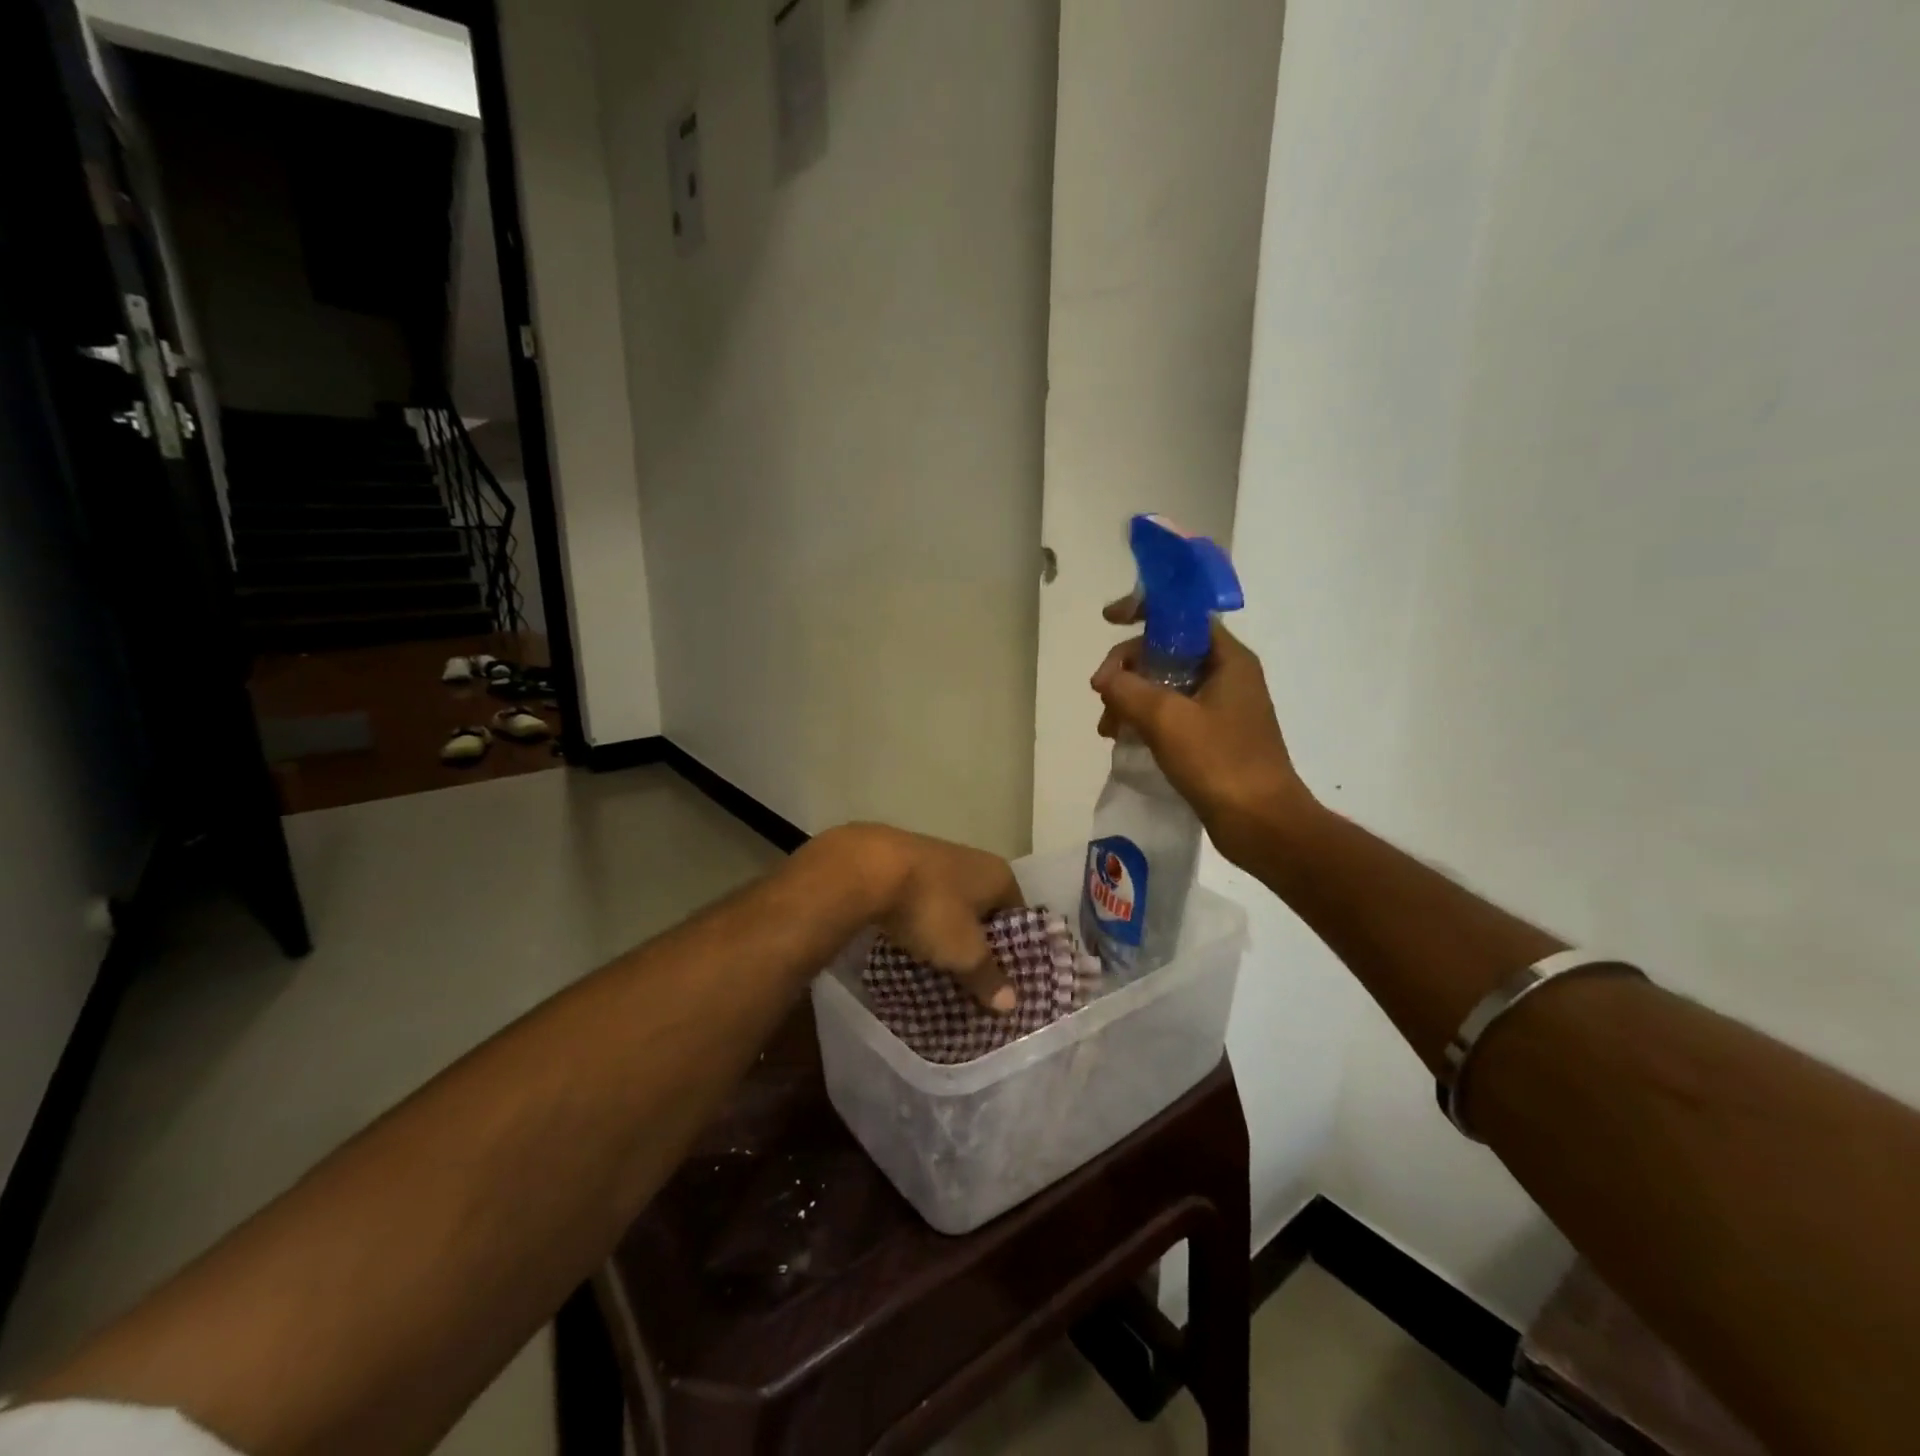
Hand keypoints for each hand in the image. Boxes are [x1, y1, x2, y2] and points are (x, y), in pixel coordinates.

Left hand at [804, 825, 1024, 1010]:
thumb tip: (1011, 1003)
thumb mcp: (964, 952)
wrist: (867, 868)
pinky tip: (910, 946)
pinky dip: (920, 923)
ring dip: (947, 934)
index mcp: (998, 875)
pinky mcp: (903, 865)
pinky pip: (921, 902)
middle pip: (983, 911)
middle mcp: (972, 861)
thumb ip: (988, 976)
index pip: (1018, 917)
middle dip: (978, 944)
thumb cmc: (931, 907)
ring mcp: (936, 859)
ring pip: (950, 906)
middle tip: (973, 981)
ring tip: (941, 969)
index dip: (1014, 951)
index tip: (1004, 982)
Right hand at [1091, 598, 1313, 867]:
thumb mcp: (1167, 719)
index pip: (1183, 616)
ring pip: (1164, 686)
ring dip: (1130, 699)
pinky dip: (1144, 721)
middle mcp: (1227, 676)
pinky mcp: (1212, 738)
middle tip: (1101, 696)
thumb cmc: (1220, 762)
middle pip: (1167, 652)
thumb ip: (1128, 688)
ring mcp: (1221, 709)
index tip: (1109, 620)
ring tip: (1108, 729)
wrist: (1261, 823)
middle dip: (1128, 669)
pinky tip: (1123, 740)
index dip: (1143, 611)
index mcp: (1228, 659)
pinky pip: (1171, 715)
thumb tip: (1104, 678)